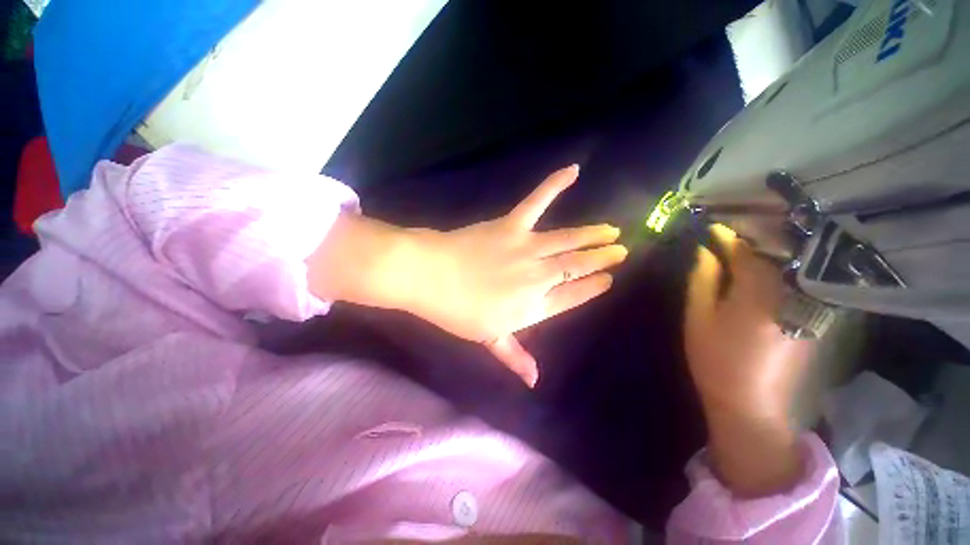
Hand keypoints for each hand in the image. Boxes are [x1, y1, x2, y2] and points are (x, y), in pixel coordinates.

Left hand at [407, 165, 626, 385]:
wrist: (431, 277)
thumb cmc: (457, 311)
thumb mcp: (487, 338)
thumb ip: (513, 356)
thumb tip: (533, 380)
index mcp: (533, 307)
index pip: (572, 297)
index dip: (592, 288)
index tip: (609, 280)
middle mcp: (538, 277)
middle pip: (576, 267)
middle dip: (601, 259)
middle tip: (620, 250)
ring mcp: (527, 249)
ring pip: (568, 240)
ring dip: (592, 234)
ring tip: (611, 230)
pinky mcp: (512, 226)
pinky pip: (537, 202)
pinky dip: (554, 185)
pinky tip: (573, 170)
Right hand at [684, 224, 813, 421]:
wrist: (750, 403)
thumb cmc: (715, 359)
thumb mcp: (698, 317)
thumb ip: (702, 280)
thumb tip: (705, 251)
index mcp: (759, 293)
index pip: (746, 252)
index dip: (728, 238)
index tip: (713, 228)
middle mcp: (792, 293)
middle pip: (775, 254)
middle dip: (752, 240)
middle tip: (730, 232)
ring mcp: (808, 306)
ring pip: (790, 266)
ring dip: (769, 253)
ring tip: (747, 245)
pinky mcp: (814, 317)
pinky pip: (797, 282)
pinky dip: (782, 271)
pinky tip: (766, 270)